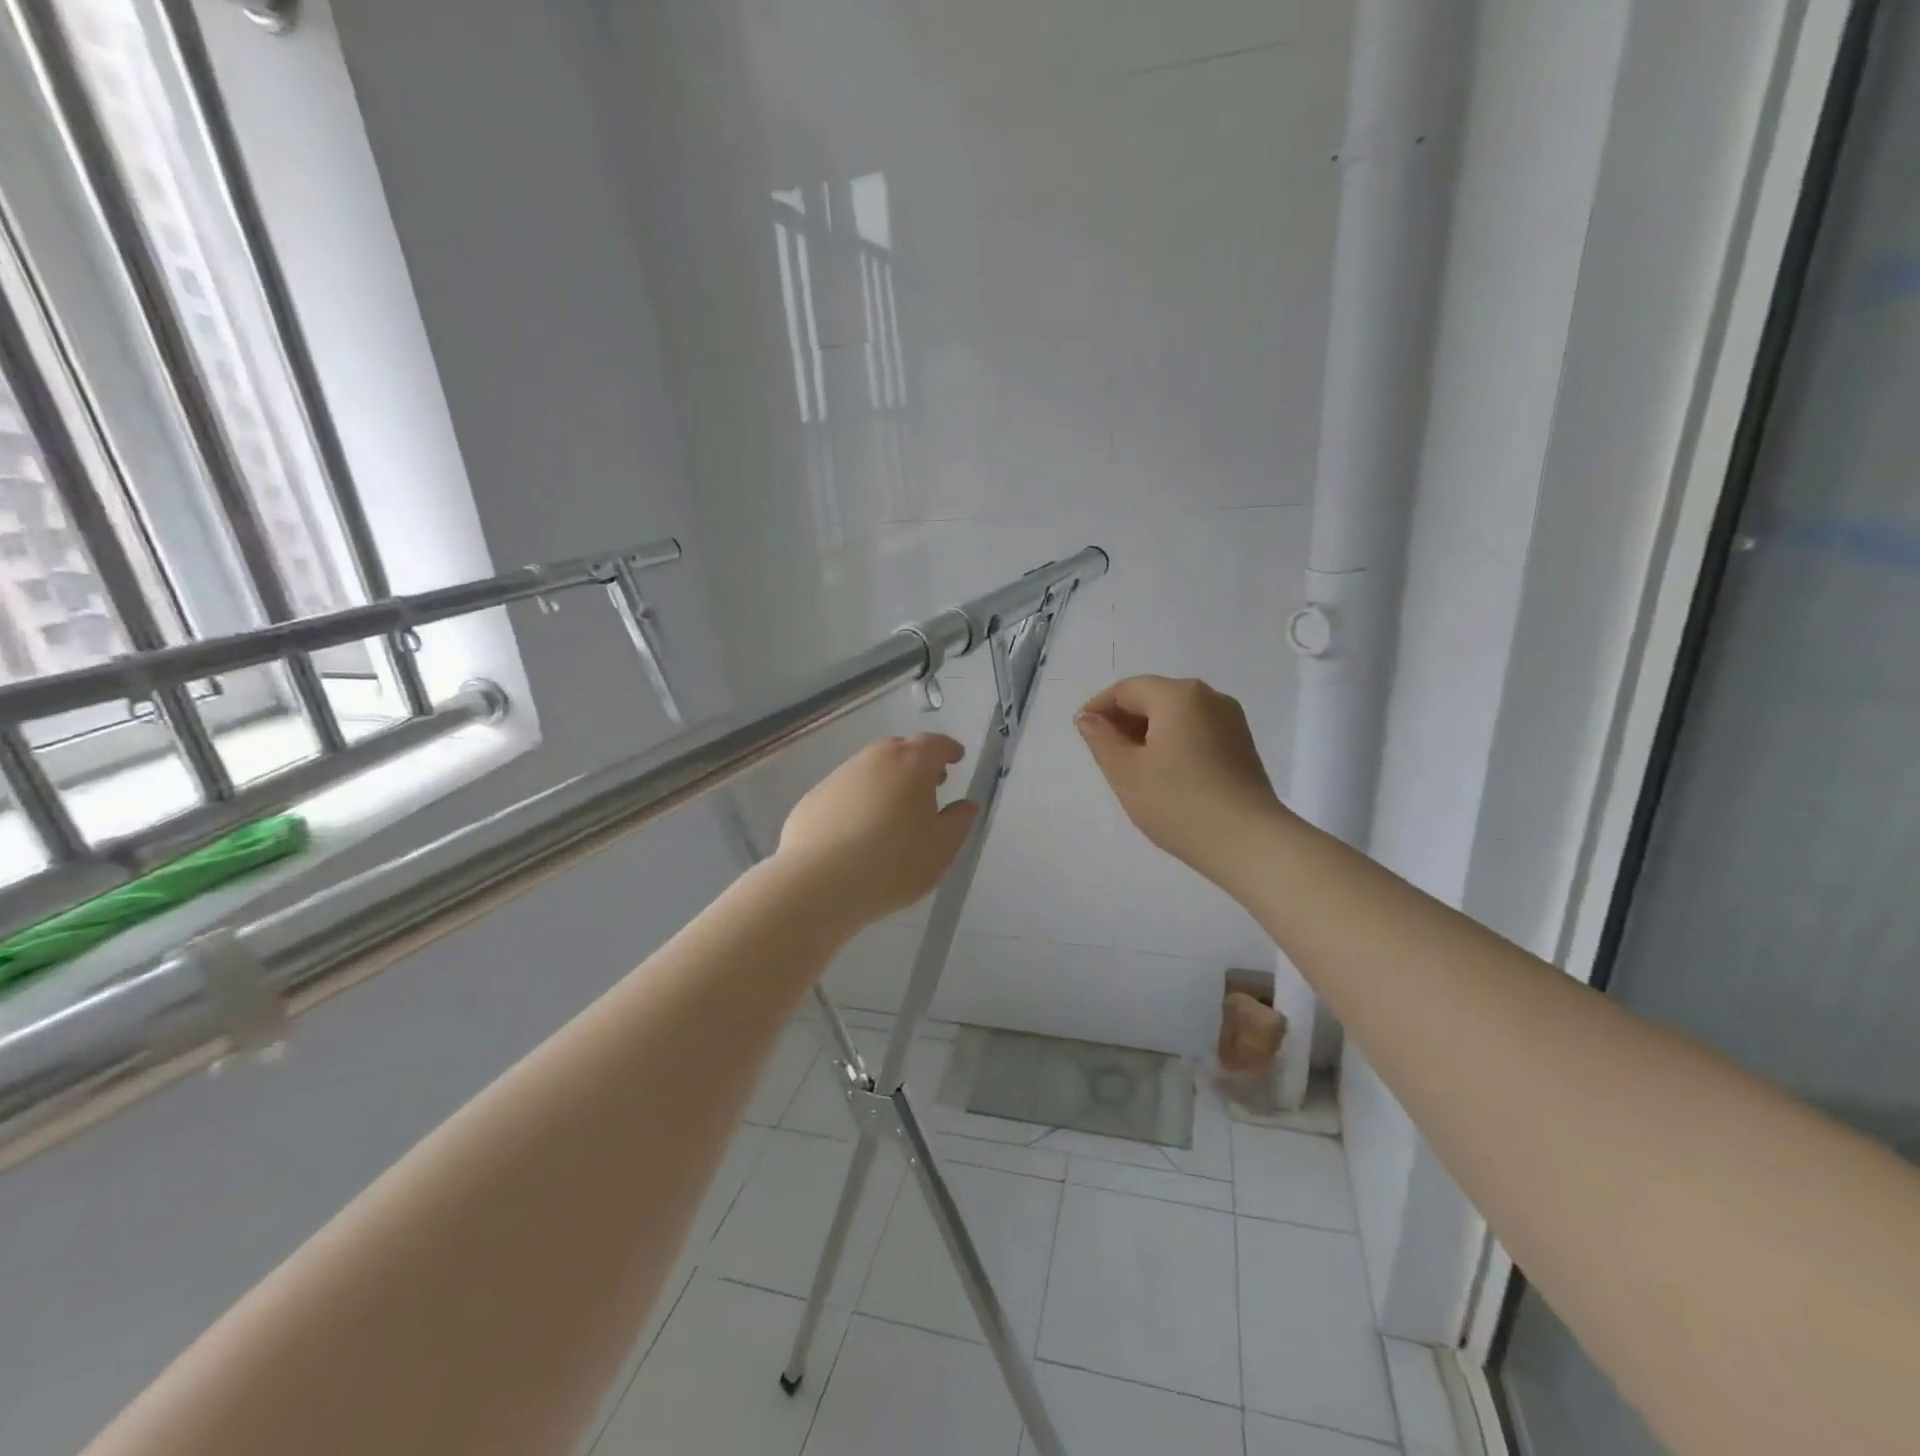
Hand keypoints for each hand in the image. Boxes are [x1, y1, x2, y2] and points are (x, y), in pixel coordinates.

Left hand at [777, 734, 980, 926]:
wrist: (818, 884)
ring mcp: (838, 776)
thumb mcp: (941, 849)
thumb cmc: (893, 864)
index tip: (956, 758)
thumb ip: (958, 822)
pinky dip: (858, 801)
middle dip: (917, 763)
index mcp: (911, 764)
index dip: (948, 749)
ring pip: (869, 769)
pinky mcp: (812, 799)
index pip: (935, 744)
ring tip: (893, 812)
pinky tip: (858, 831)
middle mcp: (873, 760)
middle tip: (928, 785)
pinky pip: (845, 792)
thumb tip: (966, 805)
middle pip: (899, 750)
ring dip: (885, 782)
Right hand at [1076, 676, 1287, 882]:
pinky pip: (1196, 730)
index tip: (1081, 732)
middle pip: (1154, 697)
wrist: (1248, 842)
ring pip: (1176, 715)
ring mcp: (1231, 720)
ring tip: (1132, 767)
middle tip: (1103, 753)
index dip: (1099, 707)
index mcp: (1178, 695)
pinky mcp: (1241, 744)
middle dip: (1124, 719)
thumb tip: (1089, 718)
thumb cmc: (1178, 803)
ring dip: (1148, 732)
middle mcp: (1208, 697)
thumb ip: (1101, 739)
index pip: (1127, 690)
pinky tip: (1164, 774)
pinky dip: (1173, 742)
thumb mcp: (1126, 772)